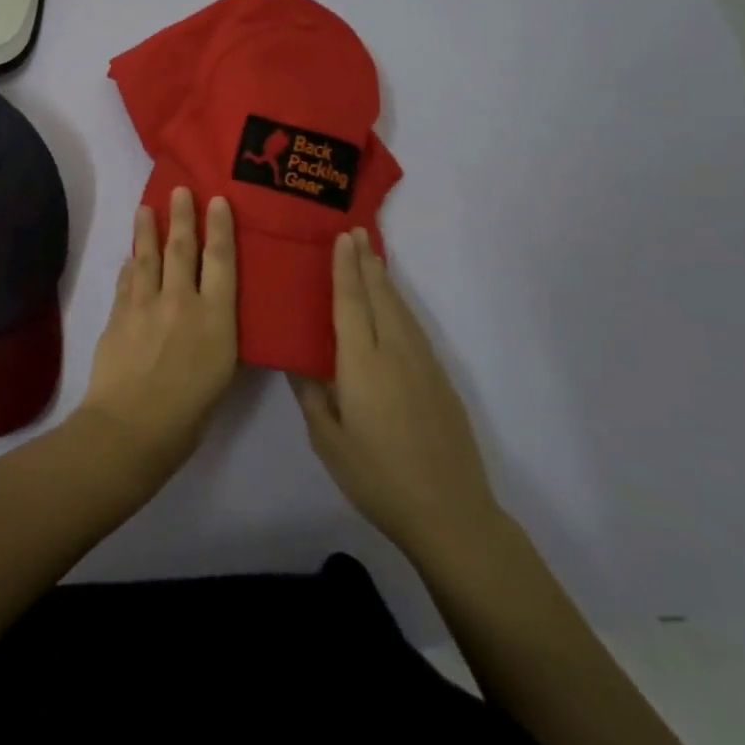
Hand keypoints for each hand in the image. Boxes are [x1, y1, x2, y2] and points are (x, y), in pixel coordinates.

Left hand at [77, 187, 238, 477]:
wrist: (131, 427)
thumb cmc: (189, 413)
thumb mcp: (222, 374)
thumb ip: (219, 337)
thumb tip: (214, 315)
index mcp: (215, 317)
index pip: (221, 260)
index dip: (220, 228)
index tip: (217, 200)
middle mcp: (181, 300)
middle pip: (182, 248)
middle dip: (182, 216)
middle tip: (180, 190)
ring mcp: (146, 304)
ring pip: (148, 257)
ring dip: (148, 230)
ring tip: (146, 208)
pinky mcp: (119, 314)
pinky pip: (126, 280)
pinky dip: (130, 265)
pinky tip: (130, 257)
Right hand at [290, 229, 503, 562]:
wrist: (449, 512)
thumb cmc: (377, 478)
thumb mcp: (328, 441)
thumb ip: (311, 394)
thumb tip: (295, 358)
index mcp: (363, 365)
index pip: (351, 303)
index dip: (345, 268)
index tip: (342, 237)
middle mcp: (396, 354)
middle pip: (380, 297)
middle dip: (366, 263)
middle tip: (356, 233)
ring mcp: (424, 365)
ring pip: (401, 310)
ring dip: (385, 281)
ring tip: (373, 258)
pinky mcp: (440, 380)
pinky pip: (415, 329)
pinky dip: (400, 306)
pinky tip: (395, 308)